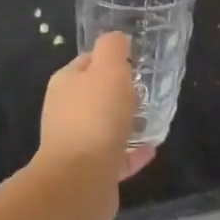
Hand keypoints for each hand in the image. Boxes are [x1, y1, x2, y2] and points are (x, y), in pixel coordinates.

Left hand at [36, 31, 156, 183]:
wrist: (80, 180)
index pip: (88, 62)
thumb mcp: (108, 69)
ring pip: (105, 127)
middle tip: (148, 90)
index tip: (137, 62)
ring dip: (127, 123)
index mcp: (66, 84)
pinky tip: (152, 149)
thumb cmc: (95, 117)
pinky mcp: (90, 172)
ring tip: (153, 118)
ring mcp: (76, 144)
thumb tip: (117, 39)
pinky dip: (132, 152)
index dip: (111, 59)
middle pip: (96, 95)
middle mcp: (66, 112)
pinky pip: (116, 157)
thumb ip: (113, 48)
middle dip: (120, 92)